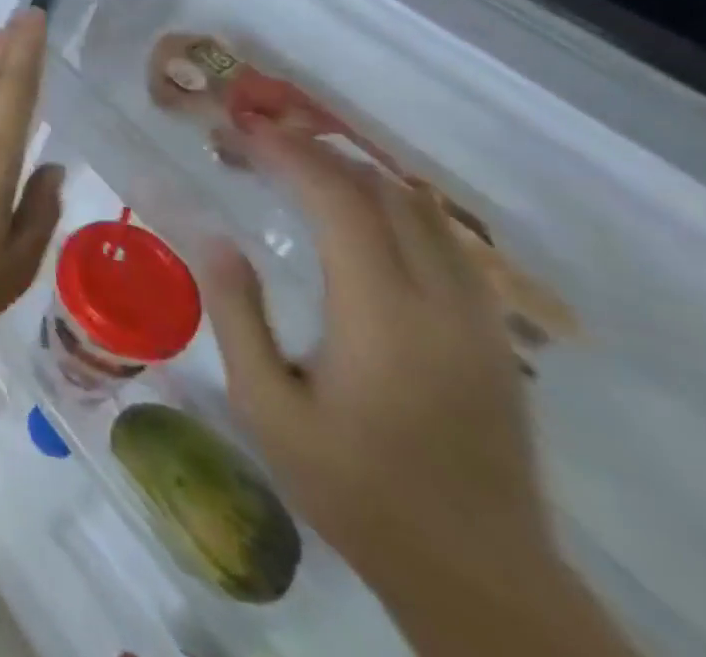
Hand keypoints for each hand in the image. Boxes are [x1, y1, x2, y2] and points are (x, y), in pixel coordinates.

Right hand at [200, 116, 553, 597]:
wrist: (477, 575)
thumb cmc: (353, 487)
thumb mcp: (268, 406)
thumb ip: (237, 313)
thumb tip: (213, 236)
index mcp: (382, 316)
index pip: (340, 202)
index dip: (289, 154)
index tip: (241, 129)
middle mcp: (440, 303)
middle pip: (385, 193)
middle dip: (315, 152)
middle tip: (254, 141)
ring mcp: (478, 319)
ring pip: (424, 212)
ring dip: (357, 175)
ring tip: (295, 165)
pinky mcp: (492, 338)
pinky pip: (446, 242)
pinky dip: (394, 207)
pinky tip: (356, 216)